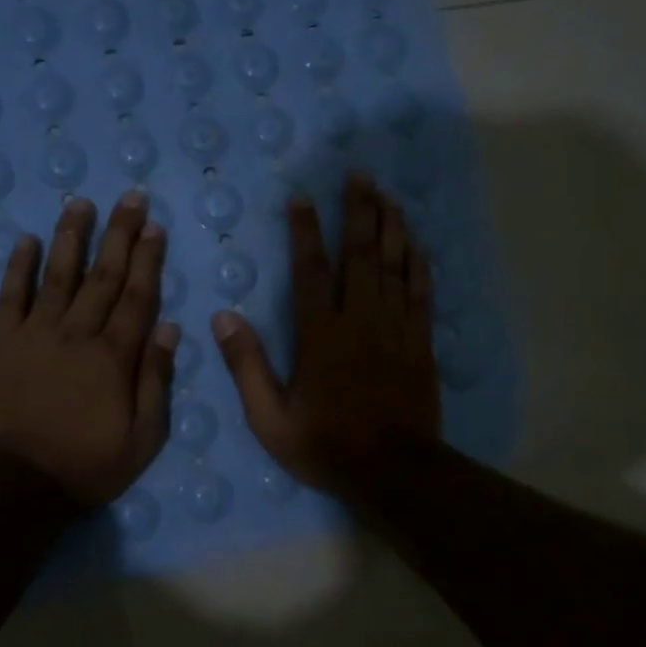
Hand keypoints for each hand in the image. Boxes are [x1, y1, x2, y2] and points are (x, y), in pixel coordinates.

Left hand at [0, 192, 178, 507]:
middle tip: (130, 197)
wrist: (17, 484)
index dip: (147, 259)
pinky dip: (19, 267)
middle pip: (102, 276)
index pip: (136, 296)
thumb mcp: (143, 436)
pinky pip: (11, 297)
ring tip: (80, 202)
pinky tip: (26, 240)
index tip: (154, 226)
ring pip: (58, 275)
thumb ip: (156, 379)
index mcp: (114, 356)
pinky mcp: (0, 343)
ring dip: (71, 237)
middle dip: (119, 234)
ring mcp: (35, 334)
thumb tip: (168, 326)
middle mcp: (77, 333)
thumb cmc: (88, 465)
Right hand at [212, 172, 440, 494]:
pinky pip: (421, 292)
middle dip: (359, 212)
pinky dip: (418, 264)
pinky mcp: (420, 342)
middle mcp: (360, 320)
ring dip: (391, 227)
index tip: (302, 198)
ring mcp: (395, 328)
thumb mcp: (270, 418)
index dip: (306, 231)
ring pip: (394, 266)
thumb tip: (224, 318)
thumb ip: (246, 366)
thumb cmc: (326, 446)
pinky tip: (416, 242)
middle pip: (360, 254)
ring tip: (388, 195)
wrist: (394, 472)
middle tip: (360, 175)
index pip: (310, 270)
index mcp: (320, 335)